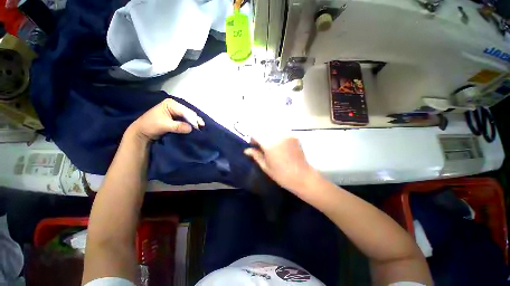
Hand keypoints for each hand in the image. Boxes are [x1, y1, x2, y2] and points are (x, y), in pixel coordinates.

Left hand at [129, 99, 204, 140]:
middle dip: (195, 120)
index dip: (192, 119)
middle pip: (188, 112)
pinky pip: (186, 120)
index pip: (185, 111)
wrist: (142, 132)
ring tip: (201, 128)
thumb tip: (191, 128)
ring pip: (188, 116)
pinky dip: (191, 124)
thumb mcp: (164, 125)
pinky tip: (195, 127)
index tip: (198, 127)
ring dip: (194, 122)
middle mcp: (174, 105)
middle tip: (202, 127)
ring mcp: (176, 111)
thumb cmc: (150, 126)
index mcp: (170, 104)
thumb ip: (178, 126)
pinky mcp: (176, 117)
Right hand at [244, 136, 315, 192]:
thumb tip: (246, 150)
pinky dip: (277, 136)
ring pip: (273, 129)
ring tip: (271, 146)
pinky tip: (280, 145)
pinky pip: (282, 132)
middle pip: (264, 129)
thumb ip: (256, 156)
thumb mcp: (266, 167)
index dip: (253, 139)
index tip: (254, 146)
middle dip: (261, 136)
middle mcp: (278, 135)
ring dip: (269, 135)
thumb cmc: (282, 175)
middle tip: (262, 146)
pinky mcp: (294, 136)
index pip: (256, 134)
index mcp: (269, 144)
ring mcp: (287, 134)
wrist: (303, 176)